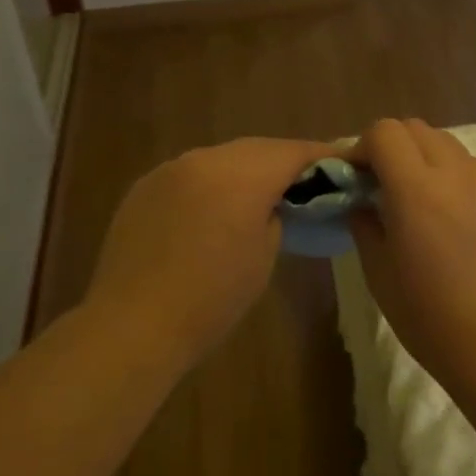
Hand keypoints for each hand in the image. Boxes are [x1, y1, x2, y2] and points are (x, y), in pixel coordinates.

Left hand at [86, 137, 332, 368]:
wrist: (132, 326)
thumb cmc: (211, 299)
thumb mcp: (264, 256)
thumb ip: (276, 215)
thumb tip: (273, 202)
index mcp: (241, 174)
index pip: (293, 152)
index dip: (321, 156)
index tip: (342, 165)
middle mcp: (205, 158)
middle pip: (257, 149)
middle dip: (283, 161)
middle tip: (305, 182)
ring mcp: (170, 169)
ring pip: (221, 158)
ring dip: (244, 171)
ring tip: (258, 196)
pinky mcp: (144, 187)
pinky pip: (190, 174)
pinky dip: (210, 184)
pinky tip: (212, 211)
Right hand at [348, 119, 475, 398]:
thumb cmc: (428, 316)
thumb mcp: (378, 273)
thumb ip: (364, 223)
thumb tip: (359, 200)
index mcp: (416, 189)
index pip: (384, 132)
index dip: (361, 147)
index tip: (354, 179)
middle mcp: (452, 173)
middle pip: (413, 128)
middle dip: (388, 146)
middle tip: (377, 184)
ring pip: (443, 141)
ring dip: (418, 154)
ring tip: (411, 195)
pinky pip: (466, 163)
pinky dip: (445, 169)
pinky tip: (441, 210)